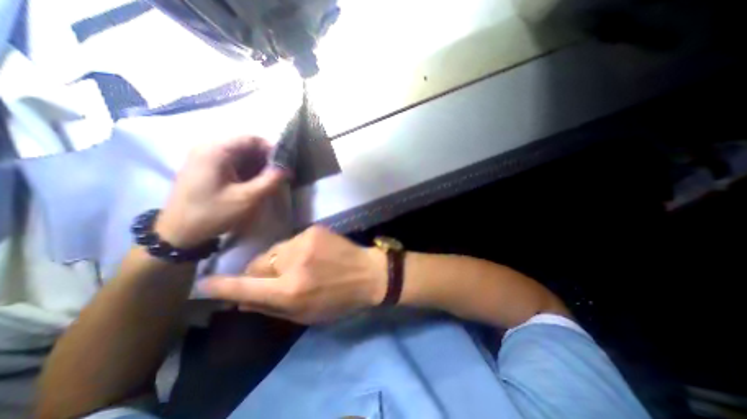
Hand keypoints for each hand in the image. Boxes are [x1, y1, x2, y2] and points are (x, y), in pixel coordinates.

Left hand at [156, 136, 286, 248]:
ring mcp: (207, 157)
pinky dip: (249, 170)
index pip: (252, 139)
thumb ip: (270, 181)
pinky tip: (257, 183)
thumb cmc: (212, 214)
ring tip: (271, 181)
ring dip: (259, 166)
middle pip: (247, 146)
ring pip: (242, 155)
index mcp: (216, 150)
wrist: (179, 232)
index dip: (272, 149)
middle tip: (281, 175)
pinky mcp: (207, 168)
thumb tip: (288, 169)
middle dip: (267, 159)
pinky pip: (234, 163)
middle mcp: (210, 148)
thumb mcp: (246, 199)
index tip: (286, 165)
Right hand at [198, 226, 383, 324]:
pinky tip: (313, 255)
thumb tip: (243, 298)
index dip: (222, 286)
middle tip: (277, 278)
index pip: (246, 286)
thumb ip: (272, 307)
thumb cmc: (340, 299)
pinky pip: (292, 241)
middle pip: (258, 263)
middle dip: (261, 272)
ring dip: (279, 260)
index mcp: (291, 290)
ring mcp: (304, 241)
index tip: (203, 284)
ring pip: (275, 250)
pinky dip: (295, 250)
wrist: (369, 273)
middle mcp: (293, 262)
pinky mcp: (314, 229)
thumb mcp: (306, 315)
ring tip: (301, 266)